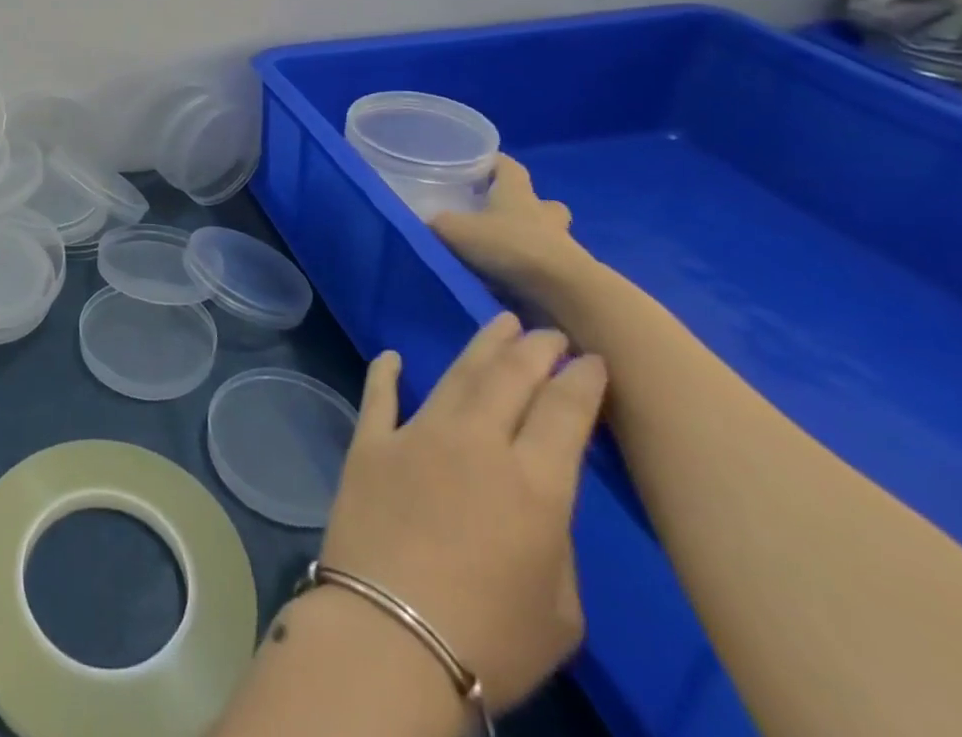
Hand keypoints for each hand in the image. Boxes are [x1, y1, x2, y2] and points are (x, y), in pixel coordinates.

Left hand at [318, 314, 608, 711]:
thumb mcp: (559, 608)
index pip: (564, 414)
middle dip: (533, 349)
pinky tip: (393, 357)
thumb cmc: (491, 638)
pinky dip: (387, 374)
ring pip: (455, 376)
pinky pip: (380, 397)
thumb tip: (531, 502)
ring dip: (480, 347)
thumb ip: (551, 540)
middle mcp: (476, 442)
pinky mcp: (370, 442)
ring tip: (498, 323)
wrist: (392, 632)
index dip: (581, 382)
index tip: (591, 358)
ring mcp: (416, 434)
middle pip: (509, 379)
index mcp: (534, 484)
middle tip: (546, 329)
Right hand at [431, 155, 593, 304]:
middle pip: (538, 200)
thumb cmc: (509, 246)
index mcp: (517, 193)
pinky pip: (548, 261)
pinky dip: (532, 265)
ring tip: (504, 247)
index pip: (509, 166)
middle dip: (522, 203)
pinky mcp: (568, 273)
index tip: (478, 162)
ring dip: (531, 236)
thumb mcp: (456, 231)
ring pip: (548, 231)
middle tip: (497, 210)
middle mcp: (542, 212)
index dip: (494, 161)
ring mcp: (561, 243)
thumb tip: (425, 220)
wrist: (563, 291)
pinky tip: (512, 276)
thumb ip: (438, 222)